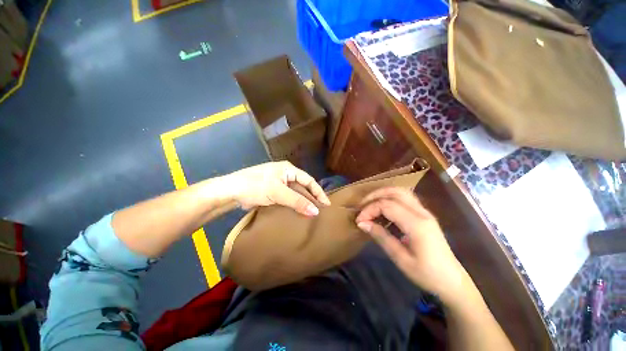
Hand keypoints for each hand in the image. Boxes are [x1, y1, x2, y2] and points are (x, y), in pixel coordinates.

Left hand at [225, 161, 330, 215]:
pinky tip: (298, 213)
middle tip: (321, 210)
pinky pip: (288, 198)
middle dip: (312, 197)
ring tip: (312, 213)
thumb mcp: (277, 192)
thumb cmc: (255, 186)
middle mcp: (286, 175)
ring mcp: (279, 184)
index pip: (309, 180)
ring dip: (303, 202)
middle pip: (303, 186)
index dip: (318, 192)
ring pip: (296, 193)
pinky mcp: (273, 192)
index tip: (326, 204)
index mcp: (288, 169)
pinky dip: (294, 205)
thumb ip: (297, 201)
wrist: (231, 191)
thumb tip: (316, 211)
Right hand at [355, 187, 466, 302]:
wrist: (452, 281)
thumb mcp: (400, 259)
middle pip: (395, 192)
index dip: (369, 210)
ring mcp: (425, 212)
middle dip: (375, 195)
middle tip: (362, 205)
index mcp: (417, 225)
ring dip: (383, 194)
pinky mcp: (424, 215)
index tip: (359, 221)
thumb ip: (381, 237)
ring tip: (370, 204)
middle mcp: (422, 213)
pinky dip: (390, 199)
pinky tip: (383, 210)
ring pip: (401, 192)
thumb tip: (362, 223)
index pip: (387, 205)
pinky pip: (405, 199)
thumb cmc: (427, 274)